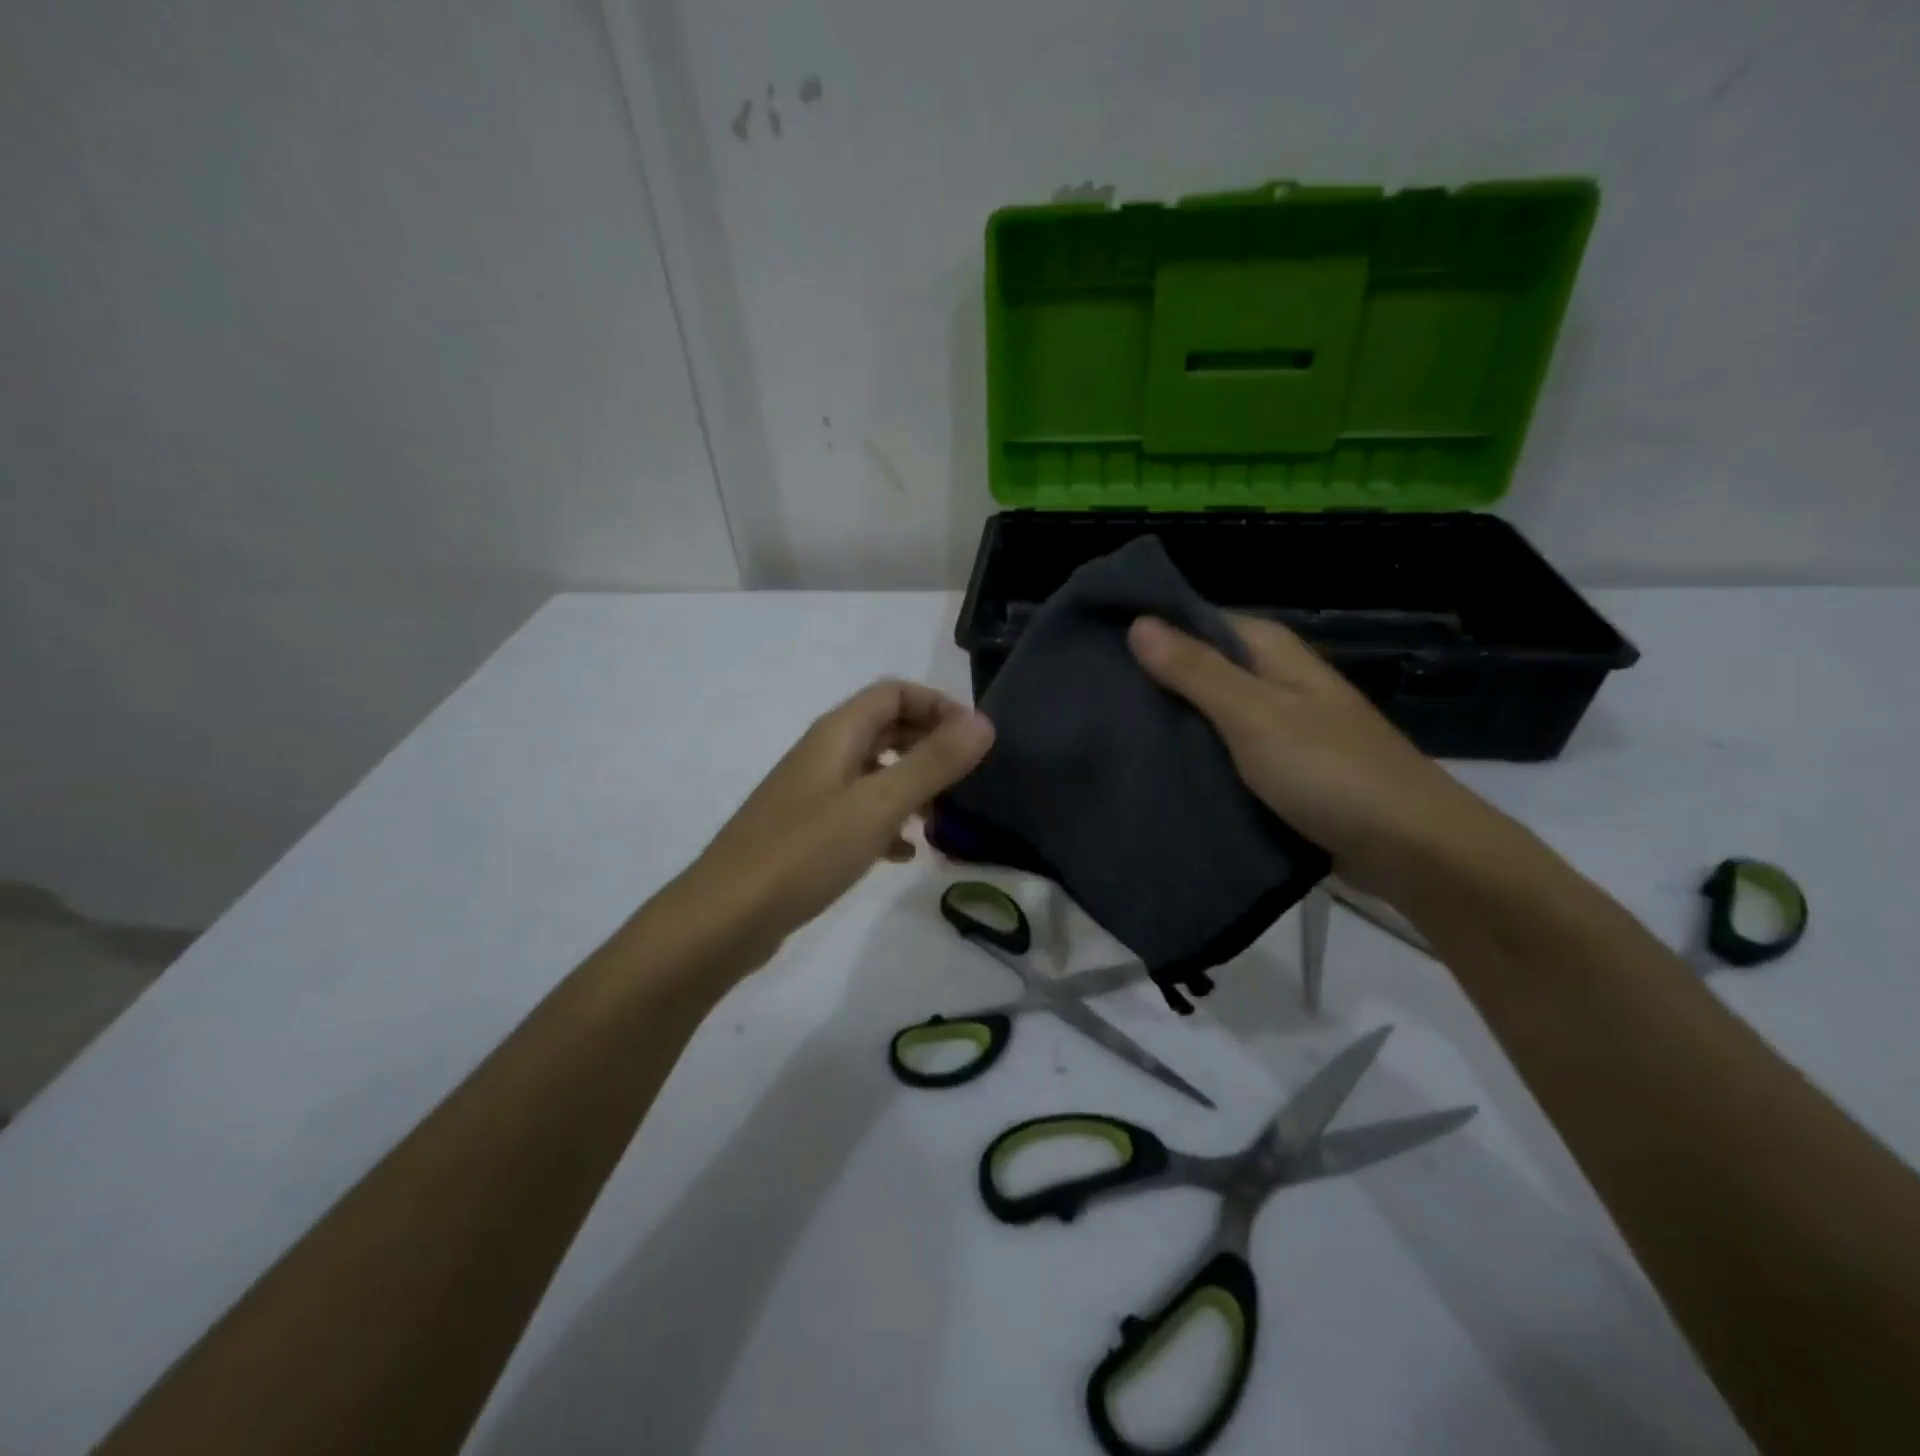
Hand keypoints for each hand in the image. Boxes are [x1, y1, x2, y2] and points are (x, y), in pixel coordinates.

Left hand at [672, 679, 993, 968]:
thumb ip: (933, 763)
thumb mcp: (878, 805)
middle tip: (967, 779)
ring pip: (874, 773)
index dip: (938, 706)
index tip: (974, 741)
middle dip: (929, 746)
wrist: (725, 918)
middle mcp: (823, 754)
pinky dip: (888, 823)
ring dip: (912, 786)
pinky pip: (859, 812)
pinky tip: (905, 853)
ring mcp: (813, 794)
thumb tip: (984, 722)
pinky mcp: (808, 832)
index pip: (895, 693)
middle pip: (886, 729)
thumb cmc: (805, 852)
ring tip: (943, 820)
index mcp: (837, 734)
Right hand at [1127, 615, 1513, 894]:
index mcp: (1274, 654)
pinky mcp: (1282, 772)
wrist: (1411, 850)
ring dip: (1172, 722)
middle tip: (1093, 694)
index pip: (1201, 621)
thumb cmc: (1330, 771)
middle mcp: (1277, 682)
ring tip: (1110, 730)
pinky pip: (1226, 754)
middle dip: (1154, 680)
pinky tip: (1157, 769)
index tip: (1096, 644)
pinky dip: (1196, 757)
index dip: (1154, 628)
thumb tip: (1139, 622)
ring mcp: (1281, 729)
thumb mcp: (1254, 715)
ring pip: (1212, 714)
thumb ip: (1196, 671)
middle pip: (1204, 668)